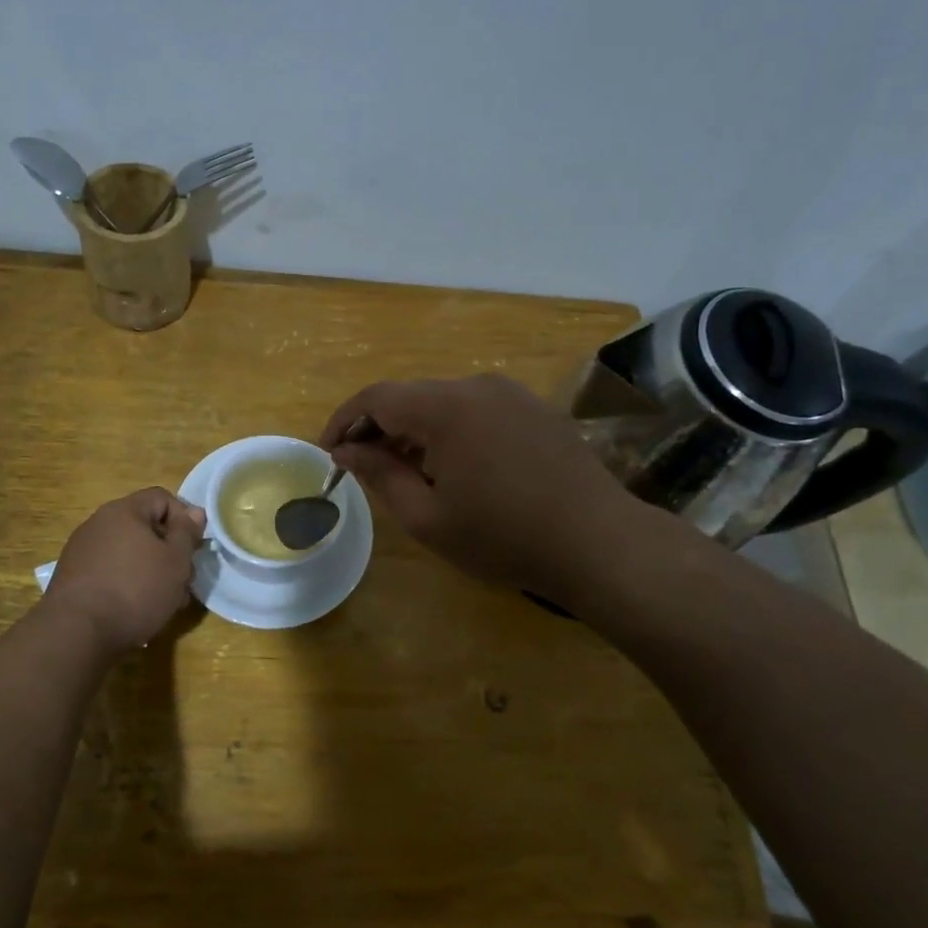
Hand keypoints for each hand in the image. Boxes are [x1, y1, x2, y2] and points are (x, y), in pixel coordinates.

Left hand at [44, 488, 205, 653]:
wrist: (77, 632)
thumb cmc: (136, 590)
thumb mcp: (176, 561)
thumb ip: (187, 533)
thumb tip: (194, 512)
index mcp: (124, 511)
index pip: (162, 498)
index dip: (184, 518)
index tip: (194, 548)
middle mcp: (98, 523)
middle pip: (145, 527)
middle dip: (169, 551)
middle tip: (183, 580)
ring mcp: (81, 550)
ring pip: (129, 552)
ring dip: (151, 570)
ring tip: (164, 601)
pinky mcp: (72, 577)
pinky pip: (110, 570)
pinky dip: (127, 583)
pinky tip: (135, 609)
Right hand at [321, 374, 667, 604]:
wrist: (598, 542)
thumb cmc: (503, 537)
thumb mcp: (428, 517)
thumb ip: (380, 475)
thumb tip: (345, 450)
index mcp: (445, 407)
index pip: (376, 397)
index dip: (343, 421)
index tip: (329, 454)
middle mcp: (477, 385)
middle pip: (410, 396)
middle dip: (379, 428)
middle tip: (364, 469)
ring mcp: (511, 393)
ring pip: (443, 402)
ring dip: (415, 431)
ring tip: (407, 474)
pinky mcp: (534, 407)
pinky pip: (476, 409)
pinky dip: (450, 431)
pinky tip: (454, 468)